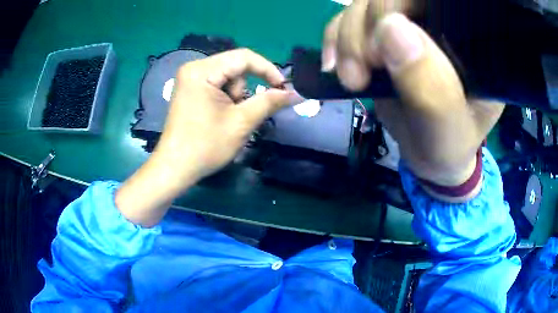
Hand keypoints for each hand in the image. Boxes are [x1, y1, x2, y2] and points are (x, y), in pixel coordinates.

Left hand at [116, 49, 296, 225]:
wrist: (175, 168)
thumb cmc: (206, 146)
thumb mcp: (242, 122)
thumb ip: (270, 102)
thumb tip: (296, 93)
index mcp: (202, 70)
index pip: (244, 57)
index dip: (268, 70)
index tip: (282, 89)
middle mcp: (194, 68)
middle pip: (235, 67)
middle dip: (245, 89)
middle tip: (243, 113)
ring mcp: (190, 79)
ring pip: (227, 77)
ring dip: (236, 96)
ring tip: (228, 119)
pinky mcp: (190, 89)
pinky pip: (217, 85)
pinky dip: (226, 98)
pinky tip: (219, 116)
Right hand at [322, 2, 503, 193]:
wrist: (428, 153)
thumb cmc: (447, 146)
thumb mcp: (446, 132)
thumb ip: (431, 89)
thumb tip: (390, 28)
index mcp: (470, 40)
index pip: (437, 1)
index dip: (401, 4)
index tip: (384, 43)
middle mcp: (440, 22)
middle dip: (366, 25)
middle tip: (360, 70)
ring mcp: (410, 23)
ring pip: (365, 2)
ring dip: (347, 35)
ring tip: (351, 77)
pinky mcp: (385, 32)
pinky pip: (349, 16)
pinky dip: (335, 36)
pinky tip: (336, 64)